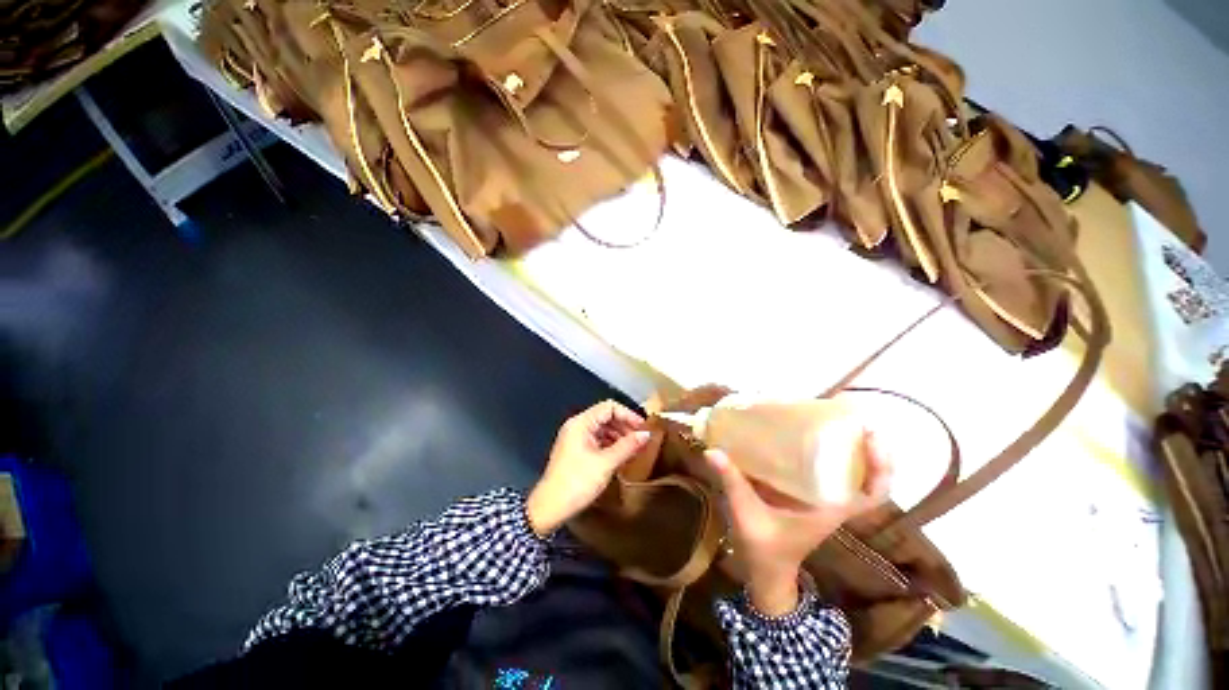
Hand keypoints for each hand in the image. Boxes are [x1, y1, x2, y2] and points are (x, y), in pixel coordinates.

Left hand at [526, 400, 650, 536]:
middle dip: (624, 425)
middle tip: (641, 439)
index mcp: (581, 423)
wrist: (550, 508)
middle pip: (605, 416)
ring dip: (619, 435)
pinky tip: (621, 454)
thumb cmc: (577, 482)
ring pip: (602, 428)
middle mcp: (577, 426)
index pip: (609, 407)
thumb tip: (646, 434)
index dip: (628, 414)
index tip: (643, 427)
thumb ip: (628, 446)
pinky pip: (597, 439)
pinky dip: (610, 444)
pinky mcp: (575, 450)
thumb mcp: (606, 463)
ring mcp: (575, 438)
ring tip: (634, 448)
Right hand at [705, 432, 891, 615]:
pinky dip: (826, 453)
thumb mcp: (747, 515)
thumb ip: (732, 483)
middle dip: (868, 446)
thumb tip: (713, 451)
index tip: (873, 435)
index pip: (873, 494)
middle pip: (866, 475)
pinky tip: (805, 433)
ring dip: (850, 447)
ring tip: (833, 417)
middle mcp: (833, 501)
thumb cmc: (764, 547)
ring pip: (849, 471)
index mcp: (829, 510)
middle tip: (851, 416)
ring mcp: (823, 498)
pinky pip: (826, 471)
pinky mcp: (808, 493)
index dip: (881, 466)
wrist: (765, 569)